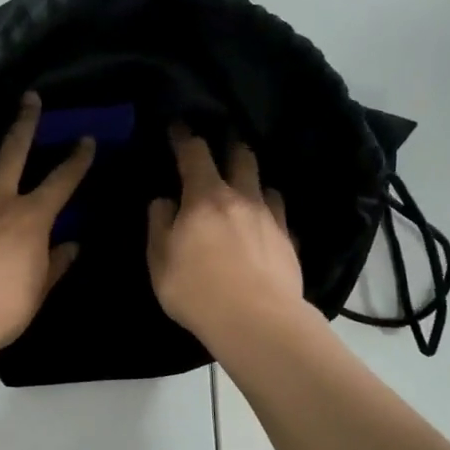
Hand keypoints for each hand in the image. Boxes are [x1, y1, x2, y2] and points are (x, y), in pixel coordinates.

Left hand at [0, 94, 94, 357]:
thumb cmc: (0, 310)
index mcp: (30, 218)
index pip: (62, 181)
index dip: (78, 159)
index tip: (86, 139)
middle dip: (24, 121)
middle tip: (28, 97)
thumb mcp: (38, 291)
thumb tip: (73, 245)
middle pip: (11, 149)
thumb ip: (56, 264)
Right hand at [147, 131, 307, 348]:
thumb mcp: (159, 260)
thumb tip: (164, 201)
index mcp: (205, 197)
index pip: (195, 153)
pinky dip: (270, 215)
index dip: (185, 137)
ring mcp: (271, 219)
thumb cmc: (196, 290)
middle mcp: (242, 199)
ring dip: (254, 182)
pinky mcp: (290, 242)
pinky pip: (281, 218)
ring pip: (266, 186)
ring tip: (247, 191)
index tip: (178, 128)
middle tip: (223, 147)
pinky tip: (266, 229)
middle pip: (241, 158)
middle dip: (230, 147)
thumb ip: (159, 225)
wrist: (256, 321)